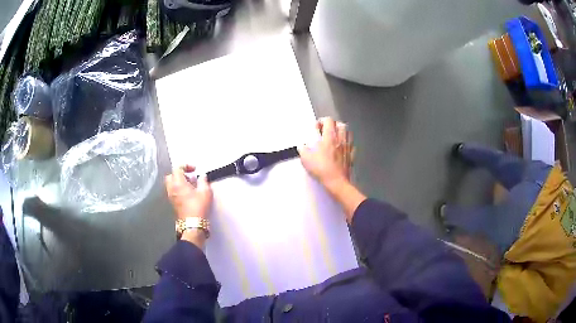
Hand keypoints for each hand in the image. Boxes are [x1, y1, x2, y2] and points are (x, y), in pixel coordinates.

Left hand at [165, 165, 212, 247]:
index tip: (194, 169)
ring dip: (179, 182)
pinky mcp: (173, 203)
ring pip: (171, 184)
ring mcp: (171, 196)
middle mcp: (172, 189)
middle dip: (180, 173)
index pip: (177, 168)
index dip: (186, 166)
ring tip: (190, 185)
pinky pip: (173, 191)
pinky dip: (179, 189)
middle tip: (189, 176)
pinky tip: (188, 193)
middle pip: (171, 175)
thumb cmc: (198, 207)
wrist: (193, 224)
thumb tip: (202, 176)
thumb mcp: (205, 192)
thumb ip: (203, 181)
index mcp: (178, 183)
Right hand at [298, 117, 353, 192]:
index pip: (328, 121)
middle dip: (333, 124)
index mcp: (329, 137)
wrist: (336, 181)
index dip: (321, 121)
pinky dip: (347, 143)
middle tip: (326, 130)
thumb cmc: (321, 168)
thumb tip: (301, 146)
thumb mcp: (306, 158)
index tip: (316, 127)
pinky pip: (351, 145)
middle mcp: (340, 139)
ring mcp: (347, 147)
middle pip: (340, 124)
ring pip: (348, 133)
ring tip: (335, 136)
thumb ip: (303, 149)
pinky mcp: (351, 155)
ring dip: (342, 132)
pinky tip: (342, 147)